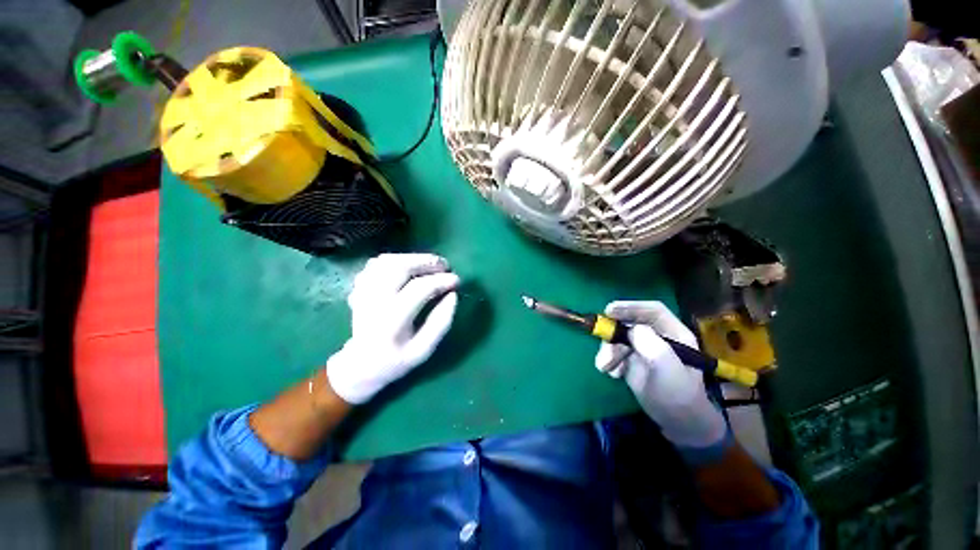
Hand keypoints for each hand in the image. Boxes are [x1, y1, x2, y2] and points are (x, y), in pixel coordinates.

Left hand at [326, 253, 459, 403]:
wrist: (361, 364)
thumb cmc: (396, 360)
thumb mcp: (424, 350)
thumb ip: (441, 322)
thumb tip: (453, 294)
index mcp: (390, 322)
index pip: (418, 289)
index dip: (441, 281)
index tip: (457, 280)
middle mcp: (373, 302)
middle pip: (399, 268)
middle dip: (426, 262)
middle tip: (444, 265)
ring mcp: (362, 292)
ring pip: (386, 261)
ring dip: (412, 258)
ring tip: (429, 264)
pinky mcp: (359, 287)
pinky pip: (376, 264)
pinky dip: (396, 260)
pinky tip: (408, 267)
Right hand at [595, 301, 729, 453]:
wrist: (677, 423)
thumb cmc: (678, 395)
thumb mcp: (669, 371)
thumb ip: (654, 347)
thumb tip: (632, 329)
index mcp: (673, 333)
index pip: (652, 310)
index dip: (631, 306)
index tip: (610, 311)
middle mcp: (657, 336)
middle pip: (629, 324)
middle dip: (614, 336)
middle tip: (604, 347)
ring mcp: (643, 348)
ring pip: (618, 339)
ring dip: (609, 351)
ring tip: (606, 368)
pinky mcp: (631, 360)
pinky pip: (614, 352)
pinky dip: (610, 361)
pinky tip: (614, 374)